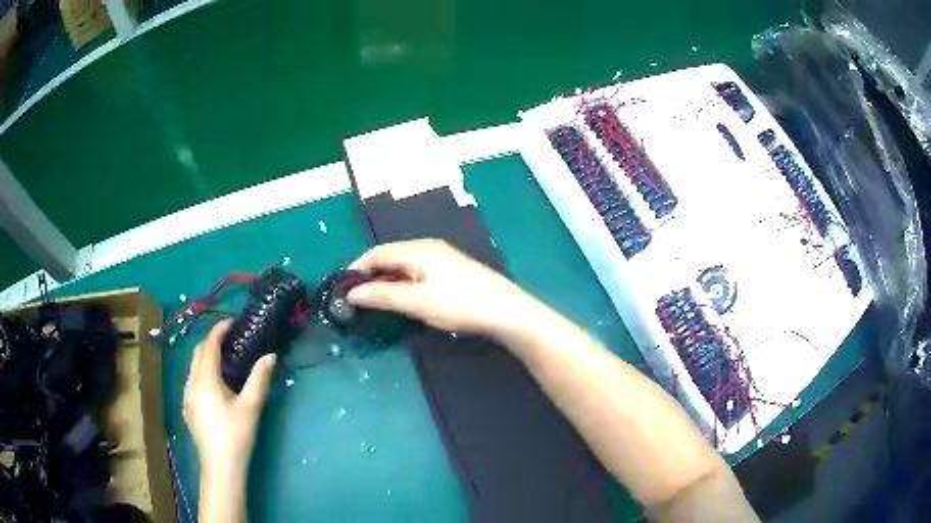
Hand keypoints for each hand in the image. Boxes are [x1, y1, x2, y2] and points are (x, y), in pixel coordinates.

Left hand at [183, 320, 275, 479]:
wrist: (221, 465)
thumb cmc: (237, 434)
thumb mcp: (251, 406)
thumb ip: (259, 378)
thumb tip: (271, 356)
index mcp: (205, 379)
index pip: (209, 345)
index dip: (219, 330)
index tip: (232, 322)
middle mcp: (191, 382)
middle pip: (198, 353)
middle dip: (211, 342)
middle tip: (231, 341)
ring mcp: (187, 395)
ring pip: (193, 367)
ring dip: (206, 358)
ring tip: (225, 362)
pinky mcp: (187, 408)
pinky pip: (192, 381)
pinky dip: (202, 373)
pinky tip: (215, 387)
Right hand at [347, 239, 539, 335]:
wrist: (504, 310)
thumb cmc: (458, 304)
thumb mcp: (415, 302)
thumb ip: (382, 295)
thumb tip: (352, 293)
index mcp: (417, 249)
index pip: (377, 253)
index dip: (357, 268)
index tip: (343, 287)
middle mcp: (428, 246)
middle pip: (390, 255)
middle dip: (371, 273)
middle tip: (358, 296)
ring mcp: (442, 256)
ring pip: (404, 263)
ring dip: (387, 278)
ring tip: (376, 298)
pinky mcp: (452, 268)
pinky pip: (418, 269)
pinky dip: (404, 280)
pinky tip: (405, 296)